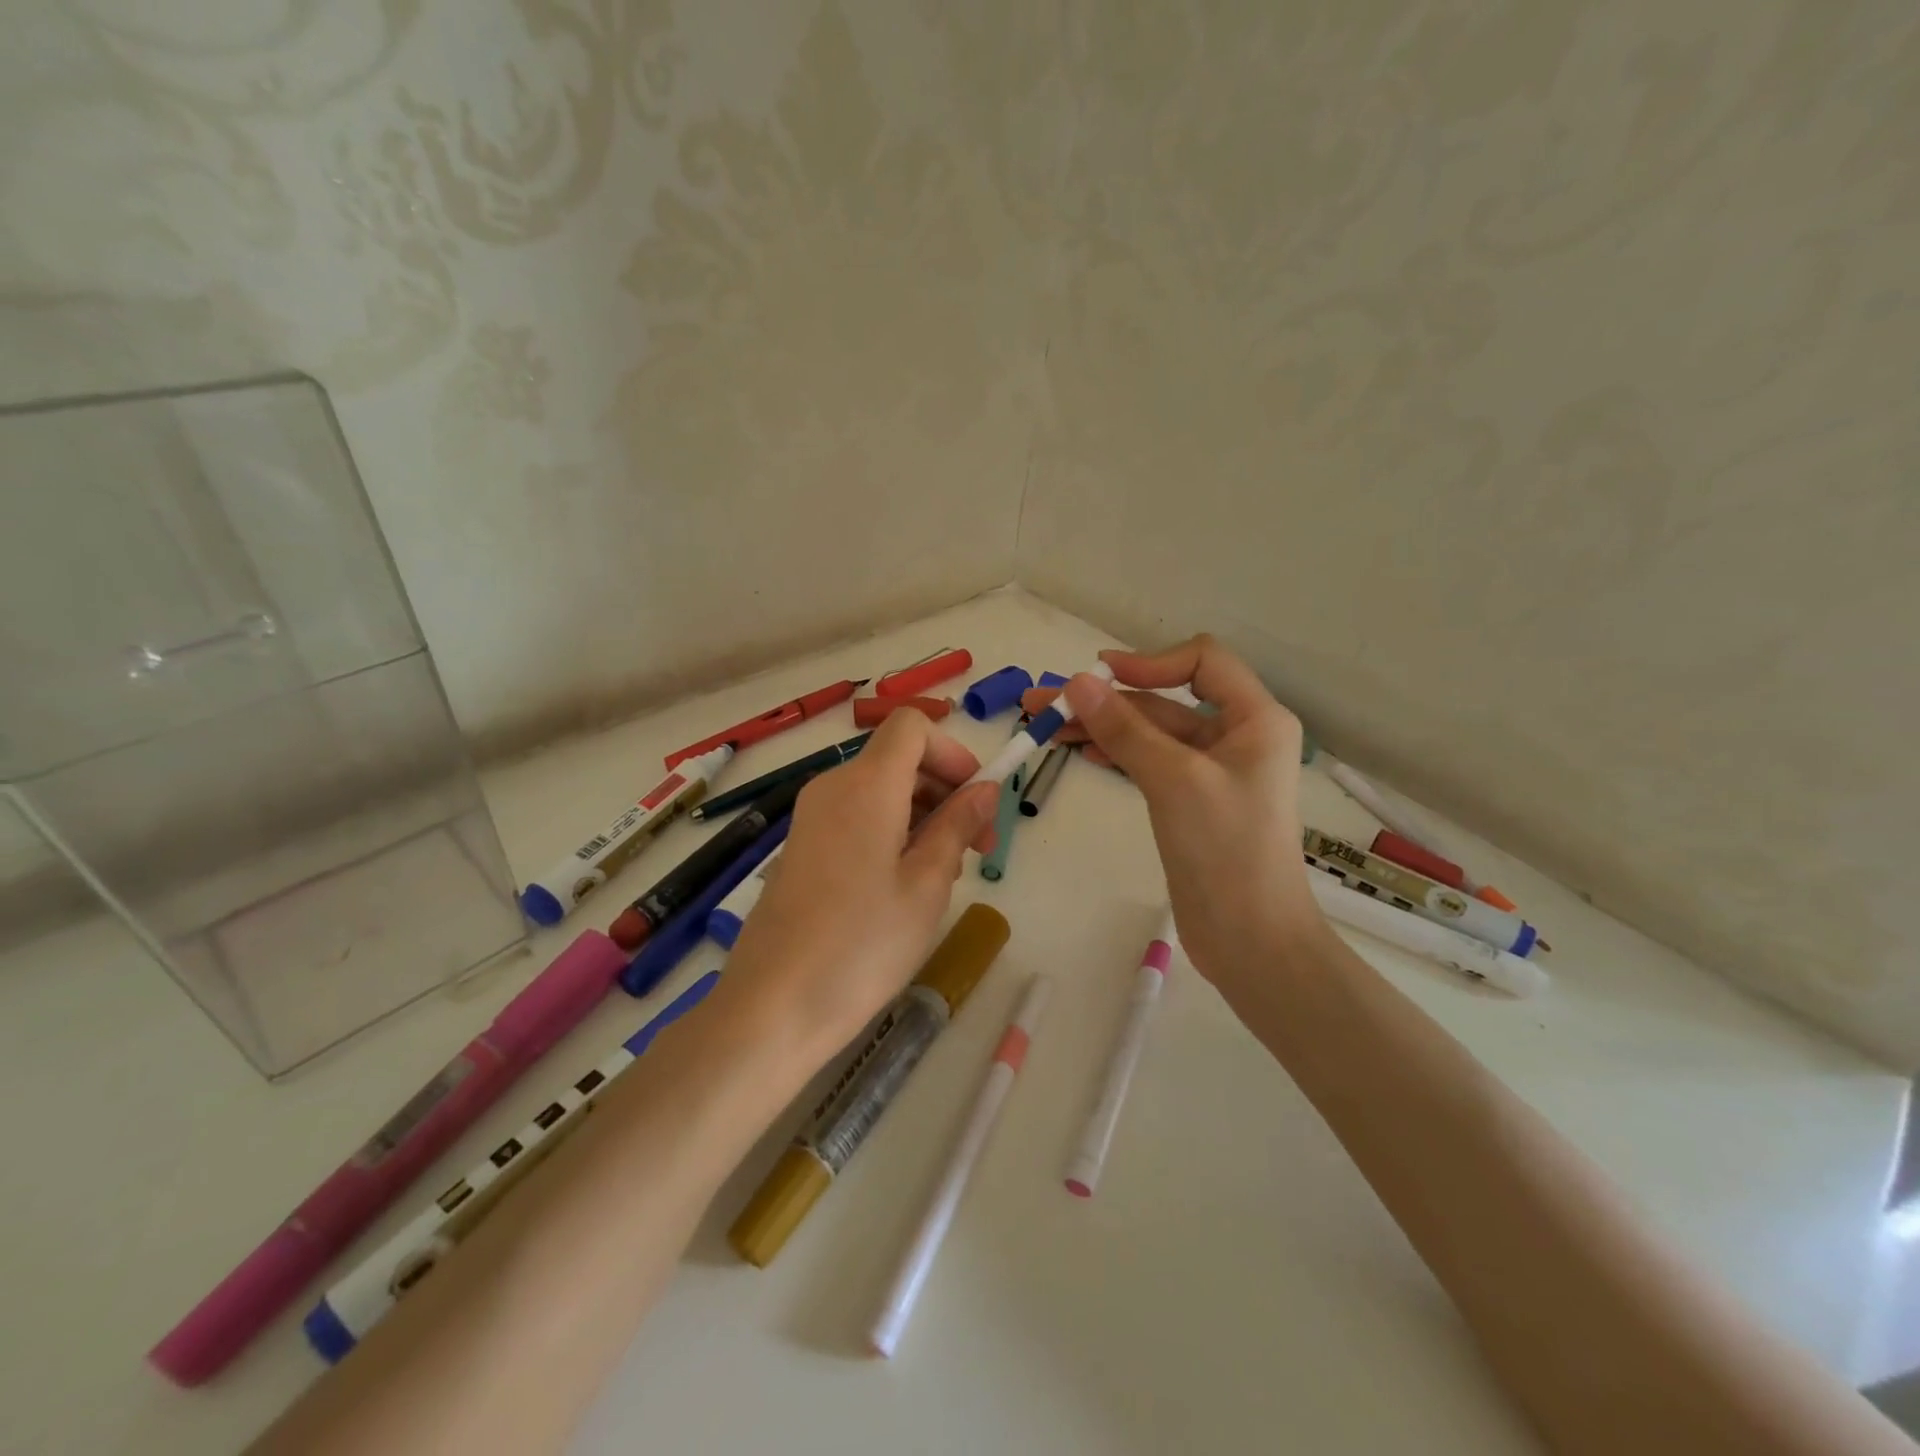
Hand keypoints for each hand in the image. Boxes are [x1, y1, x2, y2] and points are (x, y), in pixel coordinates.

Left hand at [718, 708, 1001, 1062]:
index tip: (977, 801)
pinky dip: (892, 831)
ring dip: (923, 815)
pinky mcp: (802, 847)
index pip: (912, 726)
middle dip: (946, 789)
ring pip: (880, 789)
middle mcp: (833, 787)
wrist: (772, 1007)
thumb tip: (984, 789)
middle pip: (898, 758)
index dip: (953, 752)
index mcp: (866, 784)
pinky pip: (857, 816)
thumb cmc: (862, 945)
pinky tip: (905, 885)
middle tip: (978, 848)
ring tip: (945, 875)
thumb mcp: (927, 884)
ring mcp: (811, 817)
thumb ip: (958, 825)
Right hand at [1021, 636, 1318, 991]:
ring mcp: (1214, 770)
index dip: (1147, 661)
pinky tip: (1082, 753)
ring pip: (1152, 732)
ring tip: (1046, 729)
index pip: (1201, 661)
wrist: (1250, 939)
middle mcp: (1237, 736)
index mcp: (1255, 718)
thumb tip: (1076, 681)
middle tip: (1043, 703)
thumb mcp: (1173, 779)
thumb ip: (1124, 728)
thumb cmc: (1225, 849)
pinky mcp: (1193, 800)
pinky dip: (1117, 753)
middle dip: (1106, 699)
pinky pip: (1151, 762)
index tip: (1095, 676)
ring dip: (1103, 726)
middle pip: (1166, 699)